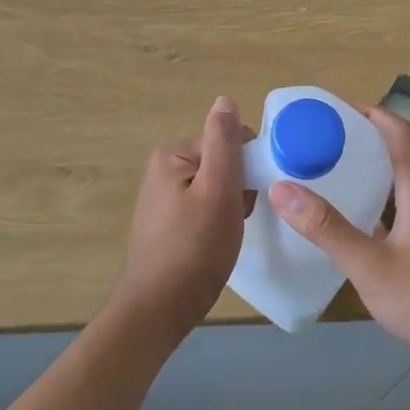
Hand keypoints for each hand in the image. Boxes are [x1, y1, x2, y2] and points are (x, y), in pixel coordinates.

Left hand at [115, 97, 249, 337]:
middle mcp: (164, 169)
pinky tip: (218, 242)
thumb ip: (224, 143)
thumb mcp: (218, 190)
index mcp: (172, 155)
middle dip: (240, 186)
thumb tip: (225, 99)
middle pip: (223, 161)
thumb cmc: (194, 248)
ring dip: (232, 205)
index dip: (248, 165)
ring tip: (229, 232)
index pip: (228, 140)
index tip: (249, 195)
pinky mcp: (169, 223)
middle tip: (239, 216)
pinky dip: (219, 220)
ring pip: (217, 186)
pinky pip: (205, 207)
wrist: (159, 311)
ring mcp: (165, 198)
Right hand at [269, 108, 409, 368]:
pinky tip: (368, 235)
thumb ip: (328, 230)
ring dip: (376, 180)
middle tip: (325, 151)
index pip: (400, 132)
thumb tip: (283, 189)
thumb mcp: (371, 267)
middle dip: (365, 147)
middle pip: (403, 157)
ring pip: (408, 189)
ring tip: (339, 188)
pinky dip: (387, 209)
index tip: (336, 111)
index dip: (371, 113)